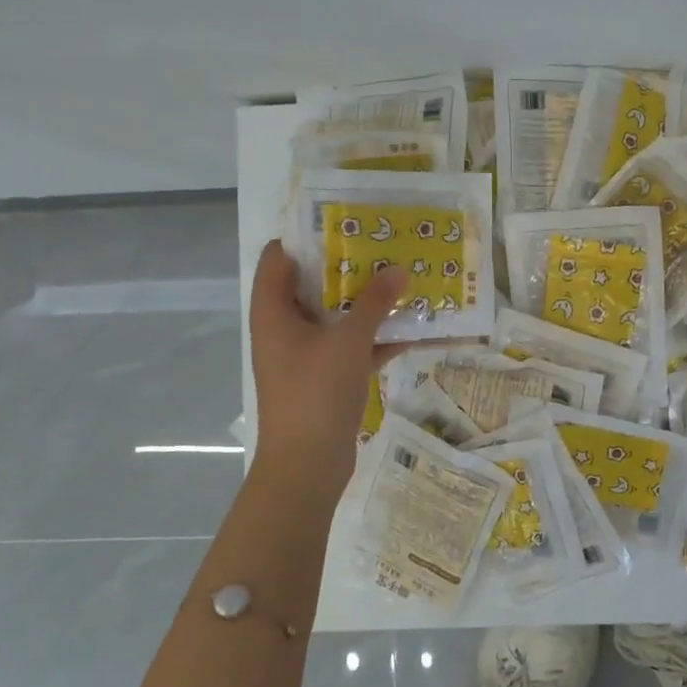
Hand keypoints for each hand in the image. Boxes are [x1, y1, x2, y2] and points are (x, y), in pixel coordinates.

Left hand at [248, 240, 406, 488]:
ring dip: (366, 301)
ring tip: (402, 277)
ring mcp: (306, 353)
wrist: (307, 465)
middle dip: (348, 266)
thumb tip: (399, 269)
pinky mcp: (326, 376)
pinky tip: (413, 326)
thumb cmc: (316, 393)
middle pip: (312, 284)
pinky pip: (351, 345)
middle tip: (384, 244)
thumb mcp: (348, 341)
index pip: (279, 257)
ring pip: (336, 315)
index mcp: (274, 311)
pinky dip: (376, 336)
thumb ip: (375, 302)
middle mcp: (285, 327)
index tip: (345, 220)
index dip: (307, 236)